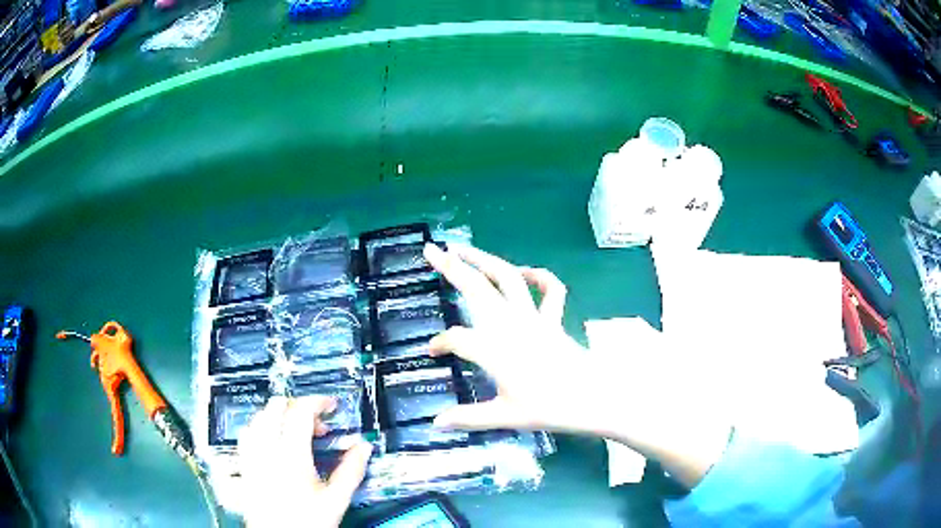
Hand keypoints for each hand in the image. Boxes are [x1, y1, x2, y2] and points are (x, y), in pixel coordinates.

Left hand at [238, 396, 371, 527]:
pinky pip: (247, 433)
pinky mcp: (244, 464)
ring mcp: (252, 455)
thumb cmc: (307, 521)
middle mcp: (267, 449)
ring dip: (278, 416)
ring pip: (259, 417)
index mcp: (291, 454)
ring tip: (295, 431)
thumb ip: (351, 471)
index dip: (317, 402)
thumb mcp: (336, 499)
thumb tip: (364, 447)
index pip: (300, 411)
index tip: (331, 406)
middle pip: (276, 407)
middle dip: (297, 407)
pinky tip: (271, 441)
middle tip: (316, 424)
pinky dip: (261, 428)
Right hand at [423, 244, 731, 486]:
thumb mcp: (505, 417)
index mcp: (493, 348)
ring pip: (508, 277)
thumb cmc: (549, 408)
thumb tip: (436, 423)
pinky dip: (537, 275)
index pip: (455, 339)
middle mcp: (510, 325)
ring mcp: (534, 318)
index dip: (440, 343)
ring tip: (464, 248)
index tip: (431, 352)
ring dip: (485, 260)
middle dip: (452, 266)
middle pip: (477, 288)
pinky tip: (525, 270)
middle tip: (431, 250)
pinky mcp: (554, 320)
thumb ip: (468, 418)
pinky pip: (549, 289)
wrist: (594, 398)